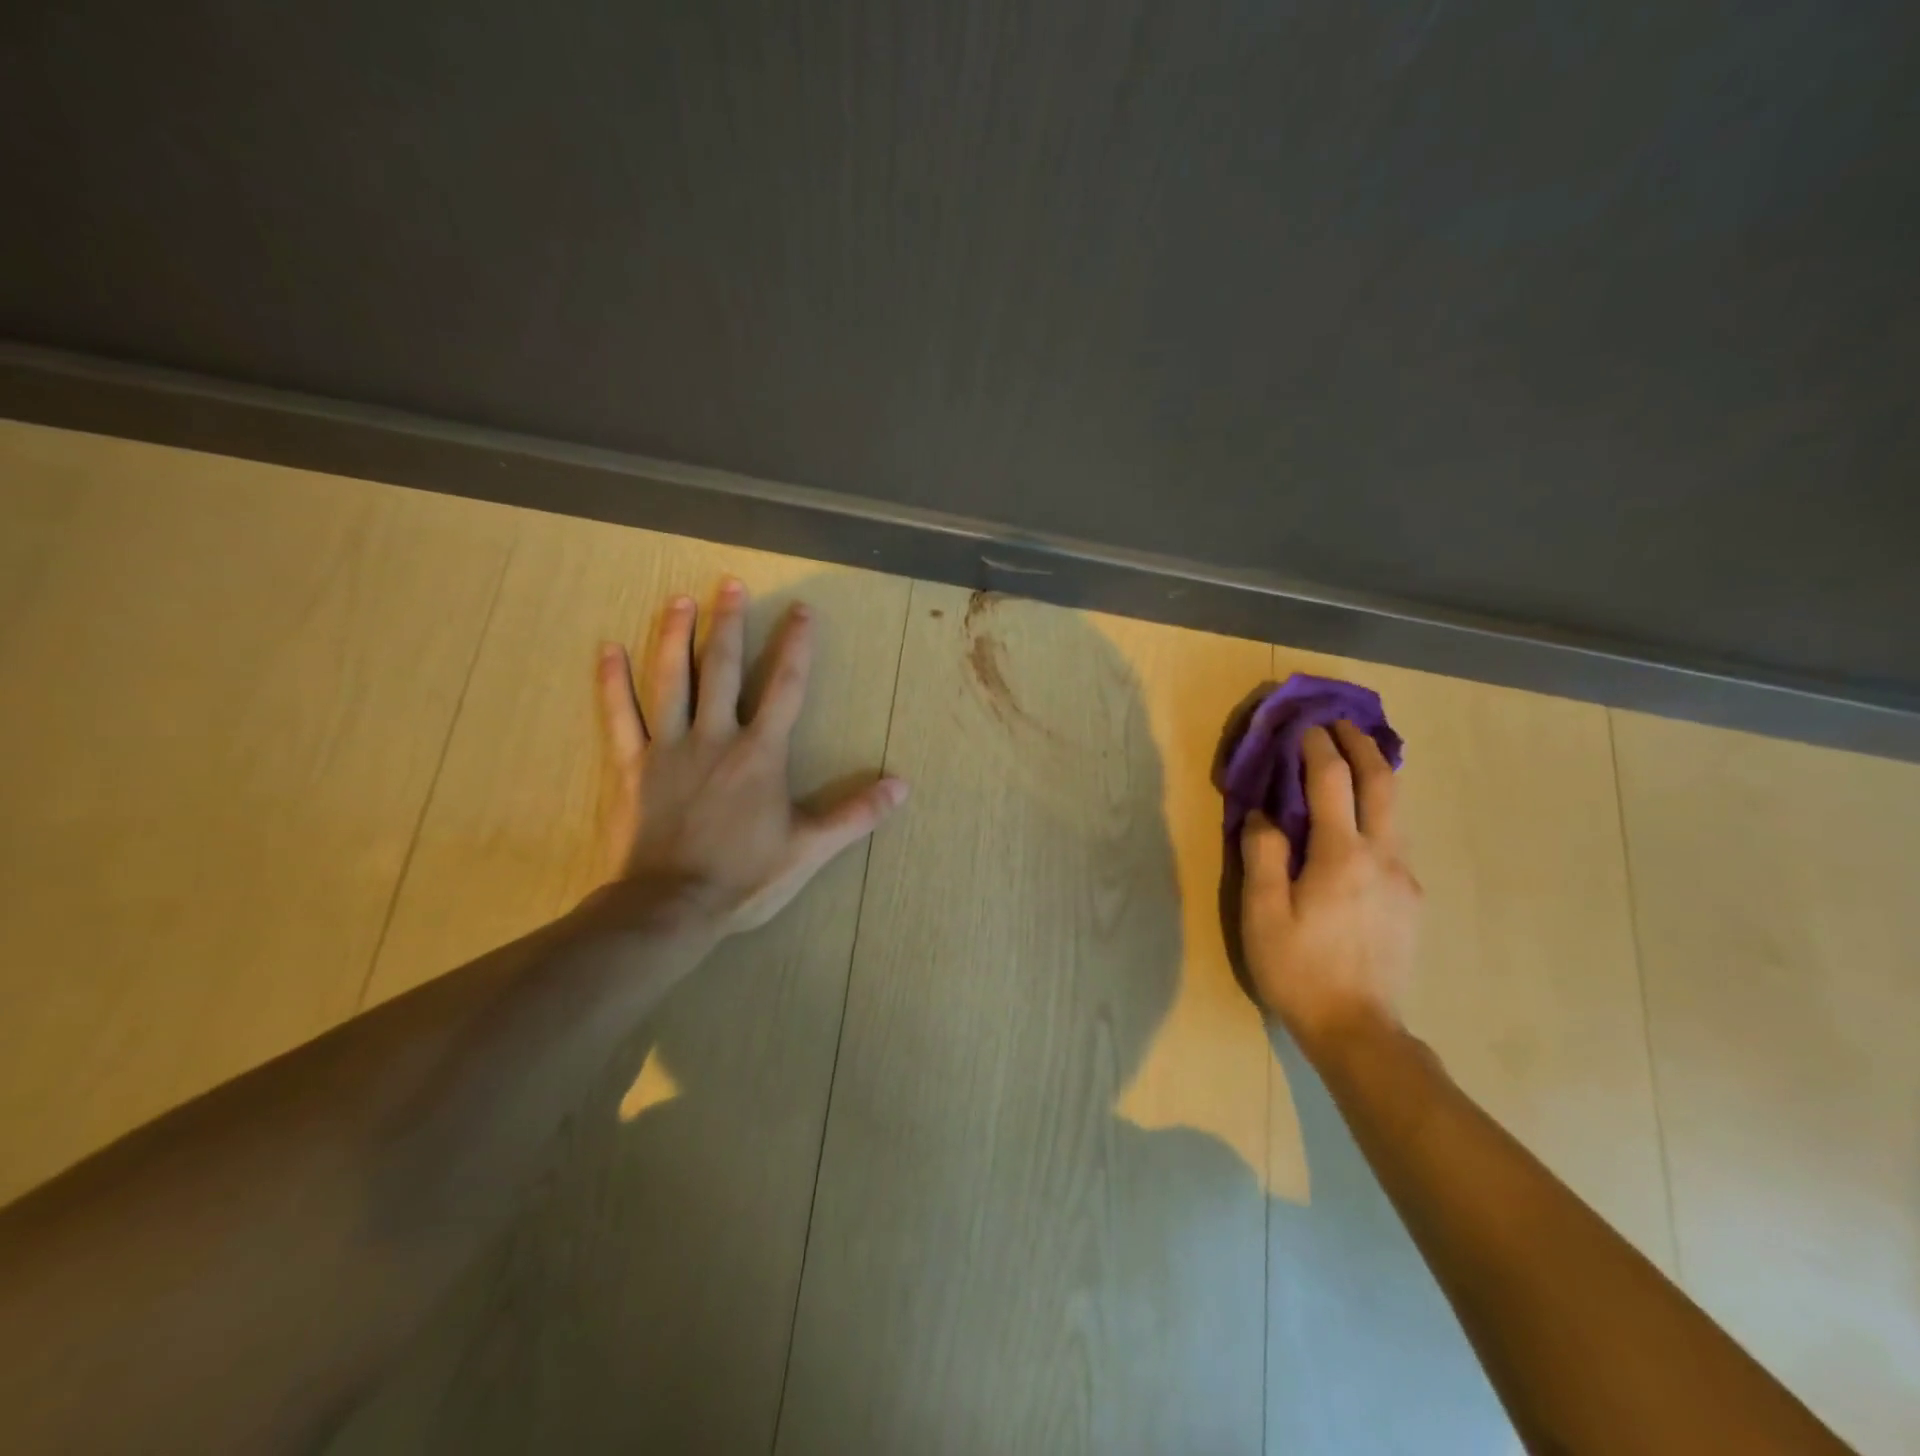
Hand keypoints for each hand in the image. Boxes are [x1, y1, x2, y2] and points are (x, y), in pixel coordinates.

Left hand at [593, 577, 907, 935]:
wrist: (669, 907)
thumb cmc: (744, 876)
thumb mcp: (810, 848)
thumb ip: (855, 814)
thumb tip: (903, 787)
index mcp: (760, 753)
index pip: (786, 687)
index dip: (796, 646)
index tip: (801, 610)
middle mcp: (715, 737)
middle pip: (723, 670)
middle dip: (729, 624)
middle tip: (730, 584)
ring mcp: (668, 748)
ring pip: (670, 680)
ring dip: (675, 637)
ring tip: (680, 600)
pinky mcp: (629, 766)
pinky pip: (619, 716)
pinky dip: (611, 682)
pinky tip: (608, 649)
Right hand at [1240, 720, 1420, 1058]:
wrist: (1359, 1030)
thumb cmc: (1299, 970)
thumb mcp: (1263, 914)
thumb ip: (1263, 856)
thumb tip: (1264, 815)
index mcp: (1342, 856)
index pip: (1332, 783)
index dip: (1317, 748)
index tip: (1304, 726)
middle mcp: (1383, 856)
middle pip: (1382, 784)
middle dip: (1362, 746)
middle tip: (1341, 724)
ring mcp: (1404, 878)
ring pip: (1396, 810)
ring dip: (1375, 774)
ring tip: (1354, 757)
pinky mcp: (1410, 898)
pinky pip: (1396, 837)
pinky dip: (1379, 809)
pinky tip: (1361, 819)